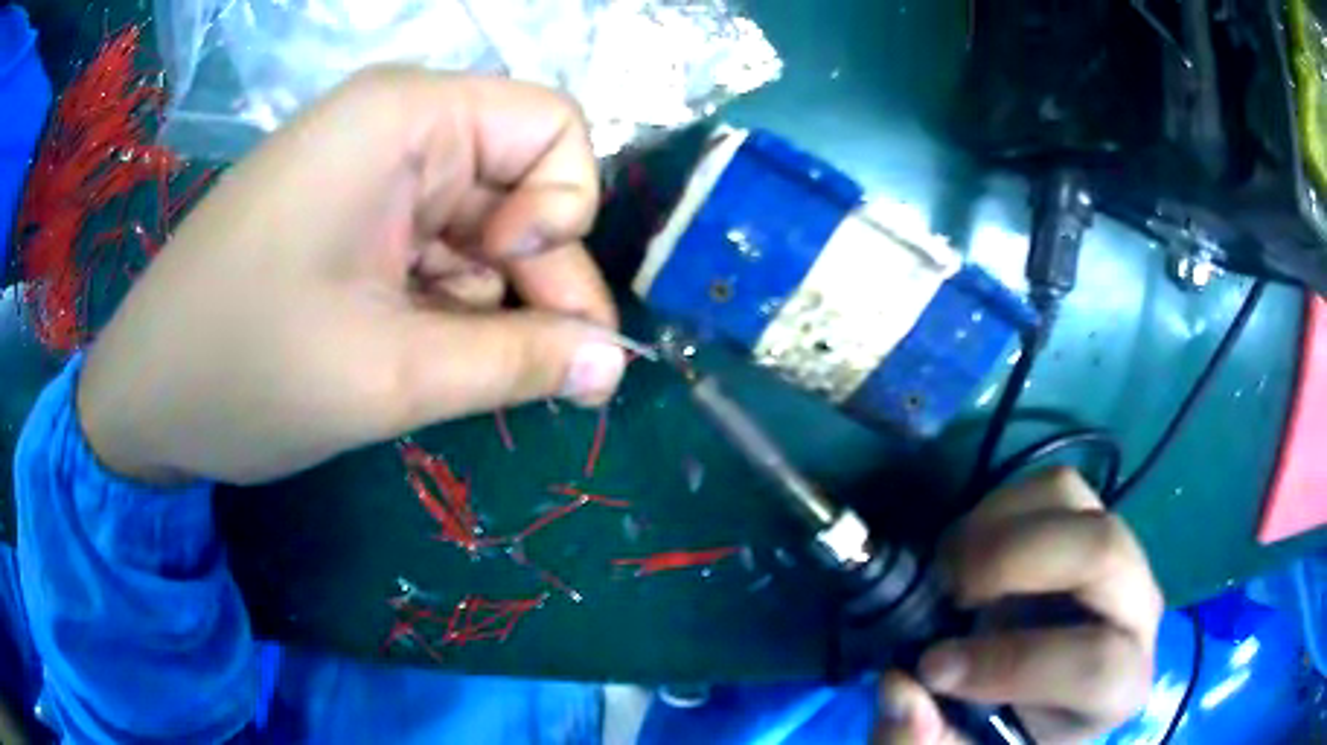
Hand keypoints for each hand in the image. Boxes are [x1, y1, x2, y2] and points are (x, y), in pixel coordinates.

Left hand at [77, 68, 626, 484]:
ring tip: (445, 375)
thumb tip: (617, 365)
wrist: (142, 401)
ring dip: (486, 303)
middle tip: (545, 375)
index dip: (562, 208)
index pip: (554, 128)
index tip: (510, 281)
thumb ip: (518, 363)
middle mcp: (393, 127)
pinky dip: (444, 308)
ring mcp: (367, 174)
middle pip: (520, 182)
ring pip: (479, 227)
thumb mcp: (389, 378)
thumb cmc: (243, 374)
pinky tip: (411, 357)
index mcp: (403, 119)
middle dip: (535, 277)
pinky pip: (434, 251)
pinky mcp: (348, 219)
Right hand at [872, 468, 1162, 744]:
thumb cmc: (1010, 731)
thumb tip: (899, 686)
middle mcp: (1137, 608)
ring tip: (949, 569)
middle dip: (1013, 561)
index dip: (1012, 663)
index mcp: (1119, 687)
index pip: (1094, 662)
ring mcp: (1118, 552)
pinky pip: (1051, 486)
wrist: (1040, 694)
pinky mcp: (1089, 521)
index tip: (933, 666)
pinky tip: (968, 550)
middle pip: (1102, 551)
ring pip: (1073, 500)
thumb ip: (925, 740)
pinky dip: (998, 506)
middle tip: (946, 589)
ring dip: (999, 525)